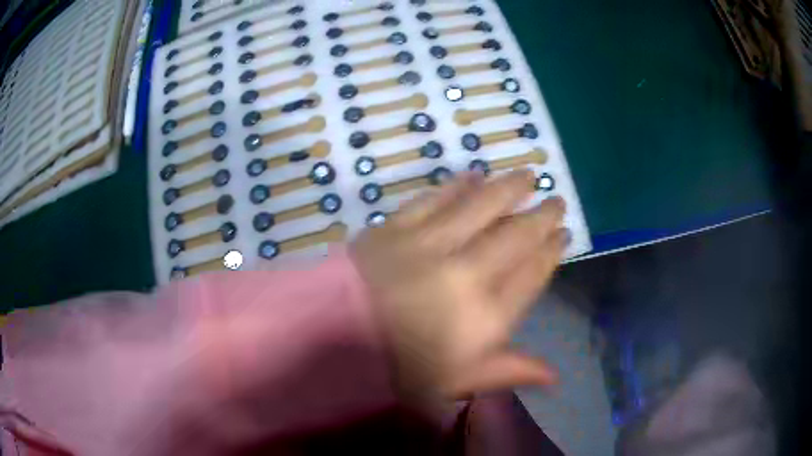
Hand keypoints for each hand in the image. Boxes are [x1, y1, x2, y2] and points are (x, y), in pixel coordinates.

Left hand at [351, 170, 566, 409]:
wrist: (330, 342)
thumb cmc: (398, 371)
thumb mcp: (458, 383)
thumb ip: (509, 372)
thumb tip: (555, 377)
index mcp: (485, 317)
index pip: (531, 275)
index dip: (551, 252)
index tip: (563, 235)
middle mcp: (466, 274)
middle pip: (515, 236)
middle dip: (541, 215)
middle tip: (556, 199)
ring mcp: (429, 245)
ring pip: (481, 206)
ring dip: (509, 188)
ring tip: (527, 174)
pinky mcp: (396, 227)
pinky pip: (435, 198)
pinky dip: (457, 184)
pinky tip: (474, 174)